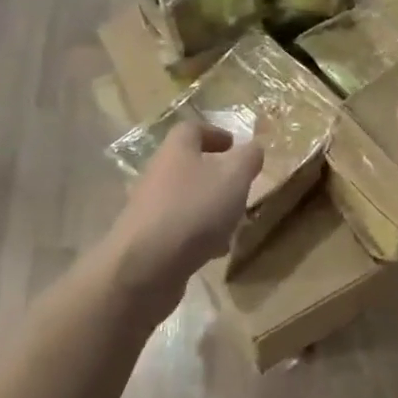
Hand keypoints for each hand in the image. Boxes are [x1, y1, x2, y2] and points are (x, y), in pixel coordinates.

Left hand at [110, 122, 263, 297]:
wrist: (144, 268)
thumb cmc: (194, 210)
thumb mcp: (234, 178)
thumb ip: (248, 158)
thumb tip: (253, 148)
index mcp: (176, 151)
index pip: (192, 129)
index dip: (214, 133)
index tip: (233, 145)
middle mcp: (158, 174)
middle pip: (188, 166)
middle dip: (216, 175)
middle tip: (240, 187)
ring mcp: (149, 209)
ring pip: (186, 200)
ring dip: (210, 208)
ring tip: (233, 224)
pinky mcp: (147, 241)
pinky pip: (179, 229)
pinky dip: (198, 235)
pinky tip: (214, 252)